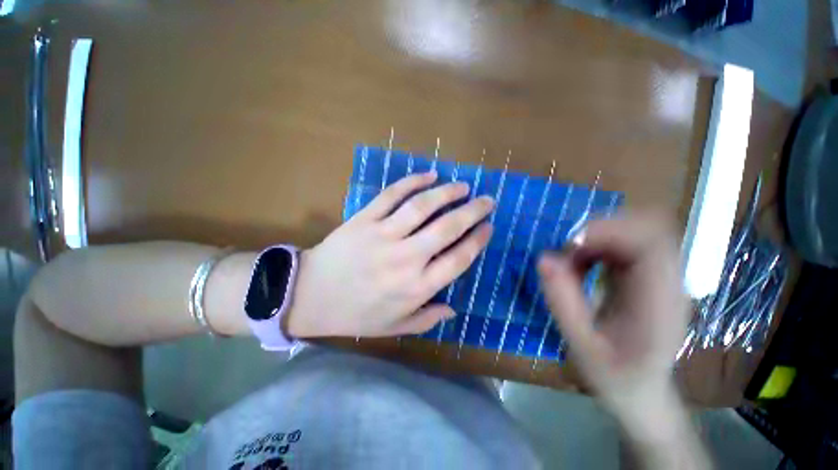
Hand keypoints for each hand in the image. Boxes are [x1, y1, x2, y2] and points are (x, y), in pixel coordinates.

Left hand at [286, 171, 493, 337]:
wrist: (310, 296)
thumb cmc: (355, 315)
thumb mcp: (394, 327)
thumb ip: (427, 319)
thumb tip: (453, 310)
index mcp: (416, 287)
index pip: (458, 259)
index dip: (477, 240)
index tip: (488, 228)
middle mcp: (405, 259)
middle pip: (447, 228)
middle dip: (472, 211)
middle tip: (487, 200)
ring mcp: (383, 235)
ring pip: (422, 207)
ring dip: (447, 193)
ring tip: (463, 186)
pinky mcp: (364, 219)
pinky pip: (391, 195)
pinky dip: (412, 182)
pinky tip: (428, 175)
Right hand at [538, 212, 709, 469]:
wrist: (642, 392)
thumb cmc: (615, 377)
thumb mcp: (581, 346)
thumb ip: (562, 302)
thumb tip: (543, 258)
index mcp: (661, 303)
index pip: (652, 243)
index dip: (610, 231)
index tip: (570, 243)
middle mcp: (668, 282)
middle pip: (646, 229)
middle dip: (600, 231)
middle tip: (566, 251)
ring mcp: (659, 276)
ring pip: (633, 232)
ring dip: (596, 238)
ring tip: (570, 261)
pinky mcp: (646, 275)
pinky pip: (623, 244)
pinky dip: (596, 247)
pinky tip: (580, 265)